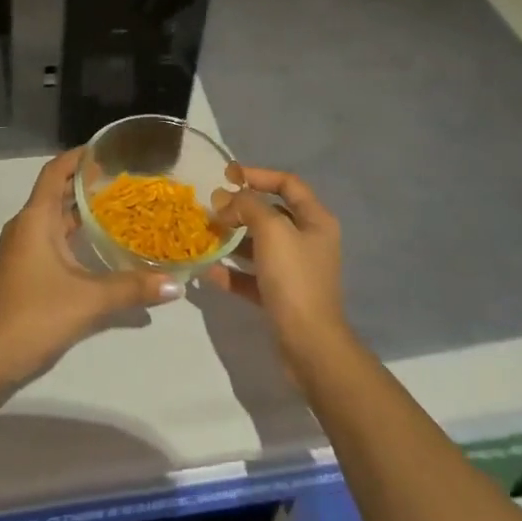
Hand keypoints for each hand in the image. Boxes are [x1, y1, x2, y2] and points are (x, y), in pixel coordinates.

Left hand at [0, 149, 181, 399]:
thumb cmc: (34, 317)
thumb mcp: (88, 302)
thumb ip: (132, 289)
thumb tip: (175, 284)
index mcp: (35, 219)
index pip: (56, 171)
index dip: (78, 156)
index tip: (108, 148)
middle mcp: (26, 226)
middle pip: (57, 191)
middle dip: (87, 182)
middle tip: (125, 178)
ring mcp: (22, 249)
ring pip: (55, 218)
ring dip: (82, 210)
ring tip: (120, 207)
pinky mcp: (24, 271)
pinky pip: (53, 238)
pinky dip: (75, 234)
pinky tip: (101, 247)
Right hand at [207, 167, 351, 370]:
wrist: (309, 345)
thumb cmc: (294, 278)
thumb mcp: (271, 230)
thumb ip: (247, 206)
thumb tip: (226, 199)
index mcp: (315, 220)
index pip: (287, 183)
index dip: (258, 174)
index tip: (227, 176)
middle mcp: (308, 241)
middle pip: (271, 213)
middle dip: (240, 208)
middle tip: (211, 208)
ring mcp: (295, 270)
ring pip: (259, 245)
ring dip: (233, 239)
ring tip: (206, 235)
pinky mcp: (281, 296)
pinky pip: (252, 276)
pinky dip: (232, 272)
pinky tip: (208, 271)